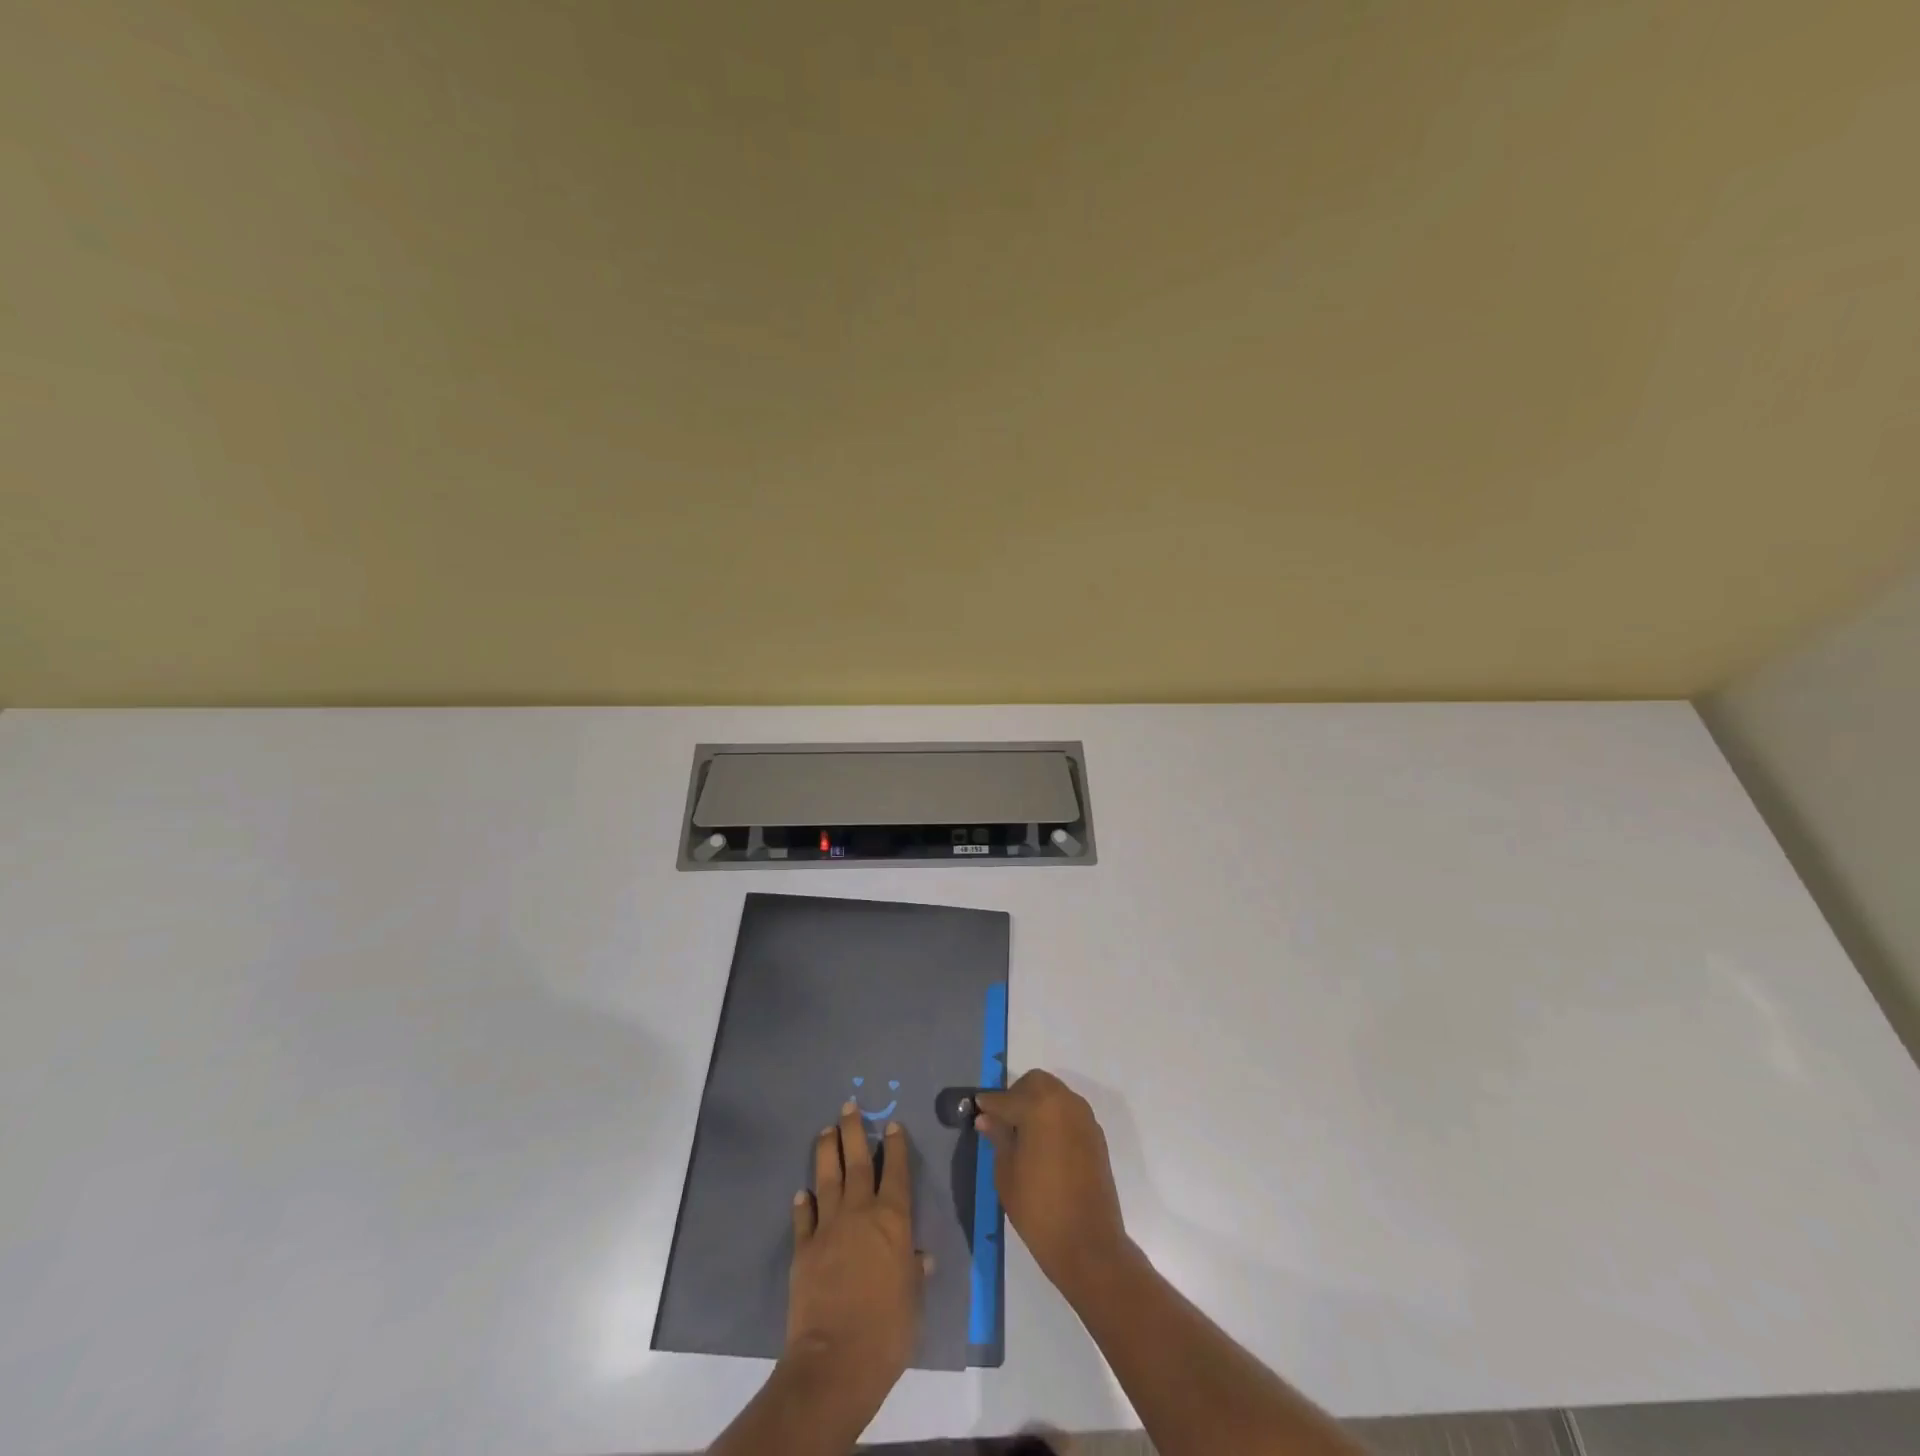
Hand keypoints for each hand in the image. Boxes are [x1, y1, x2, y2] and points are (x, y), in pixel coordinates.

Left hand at [783, 1102, 926, 1420]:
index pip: (896, 1171)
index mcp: (893, 1220)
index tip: (892, 1124)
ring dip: (827, 1151)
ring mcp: (828, 1227)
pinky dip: (803, 1202)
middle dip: (854, 1131)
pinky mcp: (803, 1248)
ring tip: (825, 1130)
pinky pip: (804, 1217)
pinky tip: (802, 1192)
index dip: (895, 1146)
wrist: (836, 1361)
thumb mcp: (913, 1300)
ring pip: (827, 1177)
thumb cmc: (888, 1331)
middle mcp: (860, 1212)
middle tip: (849, 1106)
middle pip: (857, 1161)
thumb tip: (919, 1257)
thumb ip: (913, 1272)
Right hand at [975, 1069, 1133, 1300]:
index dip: (989, 1105)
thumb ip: (998, 1137)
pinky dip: (1053, 1118)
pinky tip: (1044, 1145)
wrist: (1089, 1244)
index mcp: (1040, 1106)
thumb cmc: (1039, 1209)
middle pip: (1035, 1083)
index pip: (1006, 1098)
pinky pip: (1069, 1113)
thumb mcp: (1007, 1173)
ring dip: (1037, 1104)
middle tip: (1003, 1122)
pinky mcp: (1096, 1135)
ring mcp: (1084, 1118)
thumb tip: (987, 1117)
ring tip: (1023, 1135)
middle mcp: (1065, 1102)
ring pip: (1054, 1095)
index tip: (977, 1111)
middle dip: (1016, 1095)